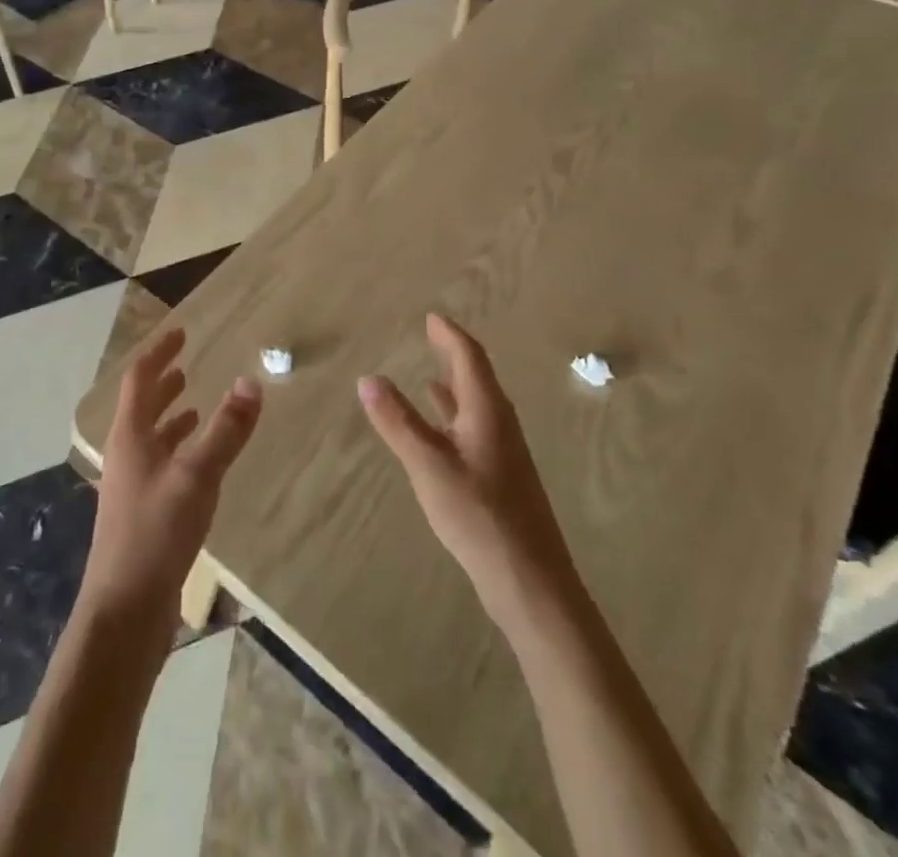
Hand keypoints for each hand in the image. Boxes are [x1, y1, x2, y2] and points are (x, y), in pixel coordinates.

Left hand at [82, 328, 262, 632]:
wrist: (125, 611)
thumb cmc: (155, 533)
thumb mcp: (197, 475)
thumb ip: (226, 430)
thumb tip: (251, 382)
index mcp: (130, 435)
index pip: (139, 379)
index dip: (159, 353)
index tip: (181, 333)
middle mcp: (127, 454)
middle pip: (142, 406)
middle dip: (163, 382)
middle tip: (187, 364)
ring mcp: (133, 486)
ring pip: (152, 438)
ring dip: (171, 417)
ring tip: (196, 406)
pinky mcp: (144, 513)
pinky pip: (162, 465)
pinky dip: (180, 450)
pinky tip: (200, 462)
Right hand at [359, 314, 577, 630]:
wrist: (529, 580)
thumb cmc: (478, 514)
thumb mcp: (428, 464)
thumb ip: (397, 421)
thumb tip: (368, 378)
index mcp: (487, 410)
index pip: (469, 357)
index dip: (449, 335)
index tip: (431, 317)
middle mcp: (499, 422)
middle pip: (477, 376)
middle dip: (454, 354)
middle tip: (432, 335)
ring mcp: (503, 450)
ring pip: (476, 404)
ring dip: (455, 385)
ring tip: (431, 374)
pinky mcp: (500, 475)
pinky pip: (475, 428)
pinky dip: (455, 416)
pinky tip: (442, 430)